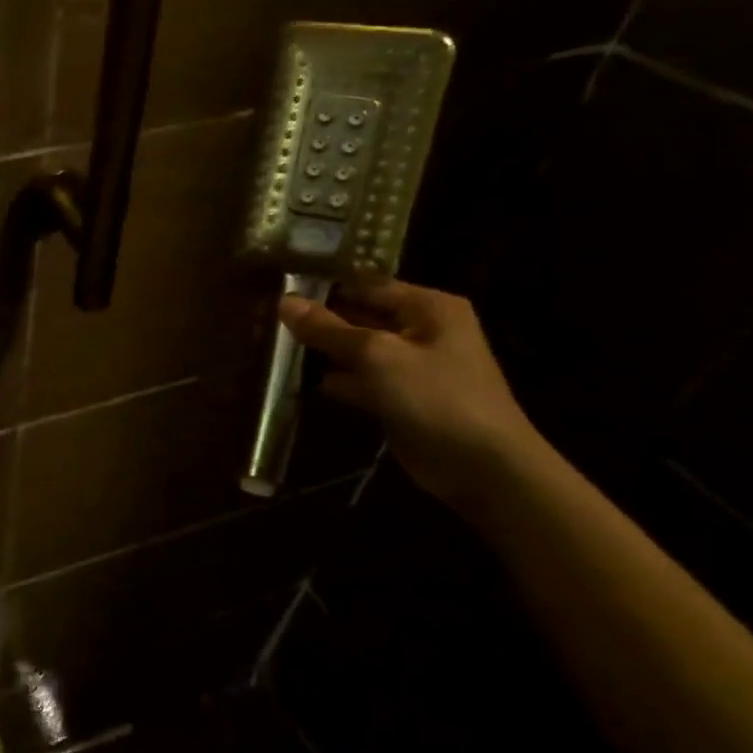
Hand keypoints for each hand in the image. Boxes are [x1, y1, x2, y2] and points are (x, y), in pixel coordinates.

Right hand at [280, 279, 542, 506]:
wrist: (483, 468)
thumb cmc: (436, 397)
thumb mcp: (376, 355)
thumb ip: (328, 329)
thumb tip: (283, 301)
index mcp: (428, 306)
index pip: (366, 284)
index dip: (324, 286)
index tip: (278, 289)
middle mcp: (422, 329)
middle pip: (361, 315)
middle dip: (320, 319)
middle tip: (269, 317)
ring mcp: (413, 366)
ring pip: (358, 349)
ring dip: (323, 350)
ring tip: (275, 344)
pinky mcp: (401, 398)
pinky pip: (362, 379)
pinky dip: (336, 380)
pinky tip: (299, 380)